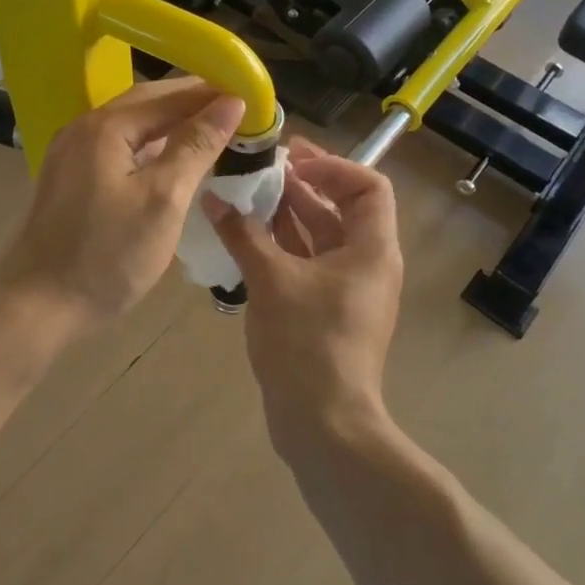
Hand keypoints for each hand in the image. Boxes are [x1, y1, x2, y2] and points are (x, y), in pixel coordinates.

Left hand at [0, 78, 245, 333]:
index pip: (171, 95)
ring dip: (172, 121)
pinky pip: (118, 144)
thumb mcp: (164, 199)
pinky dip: (150, 143)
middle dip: (193, 101)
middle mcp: (85, 126)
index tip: (253, 96)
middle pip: (148, 101)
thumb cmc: (108, 255)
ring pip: (132, 123)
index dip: (213, 93)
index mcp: (107, 126)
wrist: (38, 306)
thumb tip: (231, 102)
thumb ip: (196, 145)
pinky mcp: (70, 175)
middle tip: (238, 109)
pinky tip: (171, 156)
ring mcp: (72, 151)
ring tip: (213, 128)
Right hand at [205, 139, 403, 456]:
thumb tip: (214, 198)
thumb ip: (243, 234)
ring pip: (321, 236)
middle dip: (303, 185)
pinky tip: (247, 236)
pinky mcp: (327, 310)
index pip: (368, 186)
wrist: (323, 424)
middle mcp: (366, 263)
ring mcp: (347, 290)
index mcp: (371, 249)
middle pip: (341, 208)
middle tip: (262, 167)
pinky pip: (308, 263)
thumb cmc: (307, 342)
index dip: (332, 166)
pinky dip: (282, 245)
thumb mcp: (271, 280)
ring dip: (289, 214)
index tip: (291, 159)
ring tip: (248, 195)